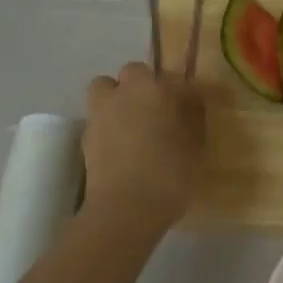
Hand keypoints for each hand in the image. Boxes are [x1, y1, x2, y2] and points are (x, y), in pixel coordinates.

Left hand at [83, 63, 205, 231]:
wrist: (124, 209)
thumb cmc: (170, 174)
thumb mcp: (196, 147)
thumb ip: (193, 119)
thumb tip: (191, 103)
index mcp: (154, 89)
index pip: (172, 77)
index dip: (181, 91)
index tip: (189, 108)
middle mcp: (123, 93)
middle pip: (132, 74)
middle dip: (143, 86)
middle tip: (158, 112)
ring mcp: (99, 113)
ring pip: (106, 91)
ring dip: (118, 100)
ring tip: (134, 125)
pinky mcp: (85, 137)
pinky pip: (99, 120)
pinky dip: (109, 127)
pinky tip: (122, 149)